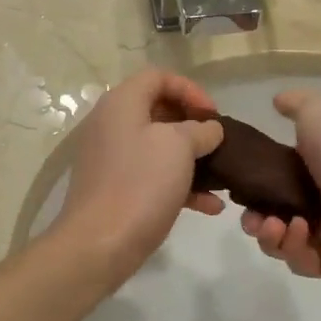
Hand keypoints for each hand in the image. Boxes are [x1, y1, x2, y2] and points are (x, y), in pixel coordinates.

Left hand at [53, 68, 224, 285]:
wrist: (100, 244)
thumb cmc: (140, 183)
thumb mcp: (178, 146)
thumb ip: (200, 130)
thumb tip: (209, 129)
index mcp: (122, 104)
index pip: (158, 77)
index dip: (190, 89)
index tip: (213, 114)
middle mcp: (112, 125)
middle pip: (158, 111)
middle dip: (193, 125)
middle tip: (217, 143)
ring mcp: (113, 159)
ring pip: (159, 147)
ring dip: (192, 158)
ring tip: (220, 175)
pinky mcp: (117, 189)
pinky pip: (154, 176)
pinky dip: (181, 185)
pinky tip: (210, 206)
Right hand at [240, 91, 320, 280]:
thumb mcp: (317, 111)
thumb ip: (295, 104)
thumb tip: (277, 100)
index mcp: (316, 170)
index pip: (275, 183)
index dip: (254, 186)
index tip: (240, 185)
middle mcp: (320, 204)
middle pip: (271, 217)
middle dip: (254, 218)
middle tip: (252, 216)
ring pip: (280, 243)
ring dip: (268, 235)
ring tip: (273, 225)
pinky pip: (298, 262)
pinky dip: (291, 247)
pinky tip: (297, 231)